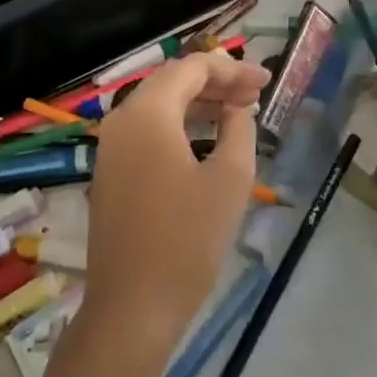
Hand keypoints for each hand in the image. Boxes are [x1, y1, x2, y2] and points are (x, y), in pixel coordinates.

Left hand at [83, 52, 271, 354]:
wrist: (132, 308)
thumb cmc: (187, 241)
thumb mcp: (229, 179)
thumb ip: (239, 129)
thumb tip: (238, 106)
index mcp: (147, 113)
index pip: (191, 68)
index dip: (232, 69)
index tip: (266, 81)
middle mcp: (121, 119)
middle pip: (171, 81)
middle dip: (215, 82)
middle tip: (255, 94)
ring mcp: (110, 146)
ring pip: (158, 105)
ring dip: (198, 102)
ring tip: (238, 111)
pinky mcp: (110, 171)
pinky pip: (146, 130)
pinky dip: (178, 124)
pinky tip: (206, 137)